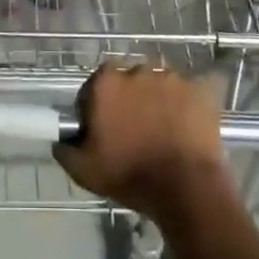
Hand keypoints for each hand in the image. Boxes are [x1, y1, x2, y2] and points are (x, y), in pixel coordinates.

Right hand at [53, 63, 230, 227]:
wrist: (186, 189)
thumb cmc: (130, 176)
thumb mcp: (85, 171)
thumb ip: (65, 149)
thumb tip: (61, 139)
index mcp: (106, 83)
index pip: (96, 83)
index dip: (98, 103)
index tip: (103, 125)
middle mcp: (137, 69)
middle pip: (129, 79)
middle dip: (130, 98)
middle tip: (134, 128)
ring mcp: (170, 77)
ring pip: (158, 84)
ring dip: (157, 99)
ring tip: (163, 130)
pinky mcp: (198, 89)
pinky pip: (187, 92)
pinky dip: (185, 105)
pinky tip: (185, 128)